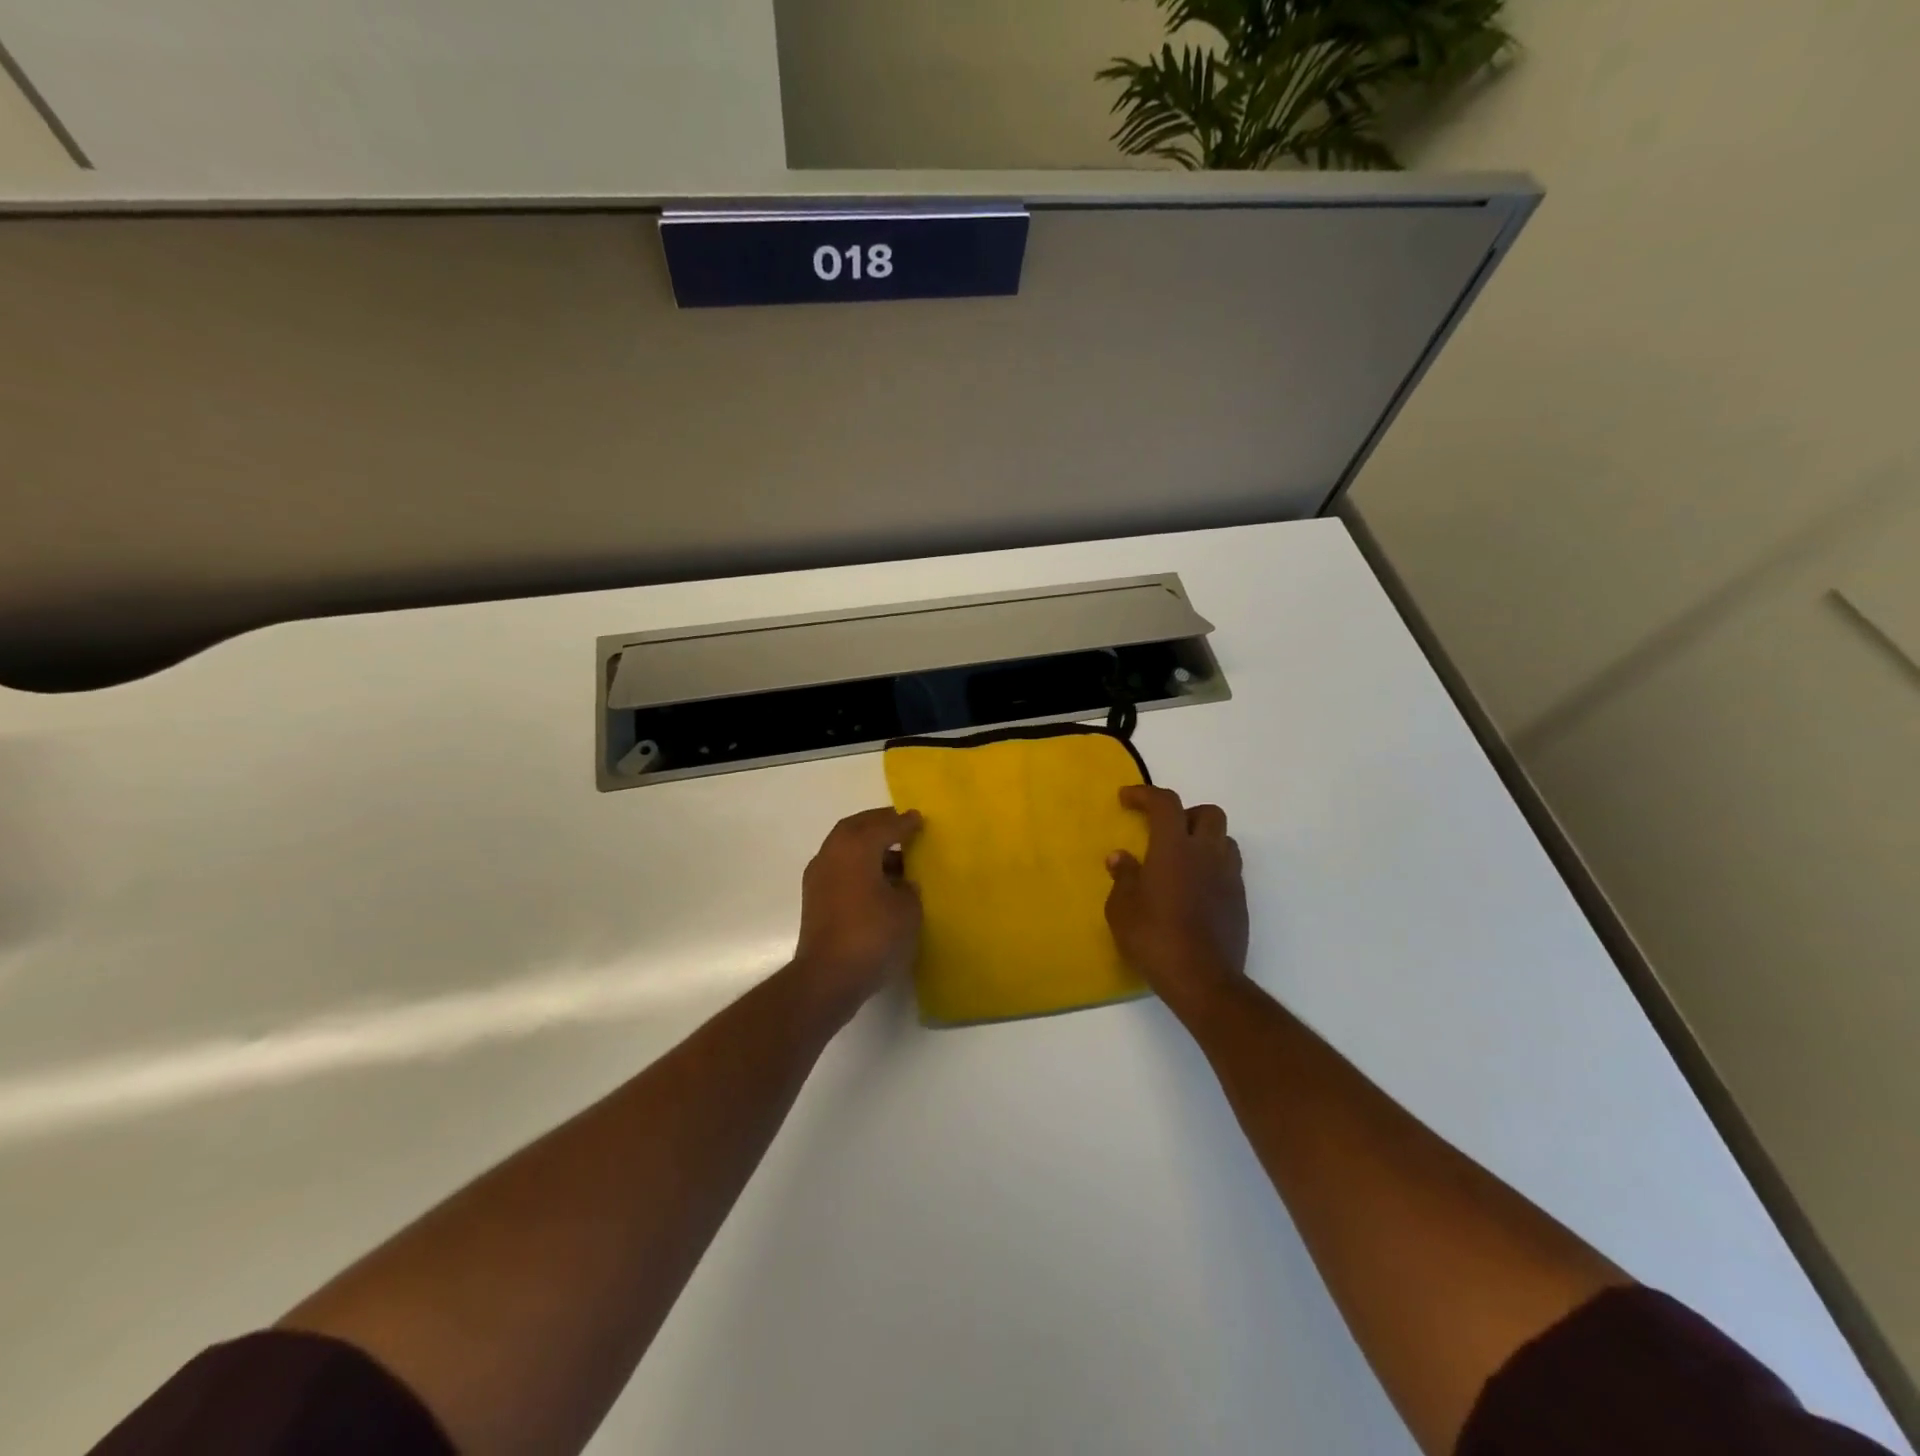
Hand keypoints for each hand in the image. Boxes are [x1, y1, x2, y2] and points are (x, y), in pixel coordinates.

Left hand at [792, 807, 923, 1016]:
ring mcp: (819, 876)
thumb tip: (902, 884)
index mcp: (856, 847)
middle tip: (903, 826)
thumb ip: (908, 888)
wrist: (828, 977)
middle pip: (857, 828)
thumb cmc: (873, 935)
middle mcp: (832, 853)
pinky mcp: (814, 898)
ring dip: (868, 846)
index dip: (905, 823)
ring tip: (896, 857)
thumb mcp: (907, 909)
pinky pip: (840, 868)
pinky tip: (878, 882)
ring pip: (846, 848)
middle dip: (880, 824)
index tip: (919, 819)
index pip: (884, 825)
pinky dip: (859, 865)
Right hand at [1105, 785, 1248, 1020]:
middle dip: (1185, 815)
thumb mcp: (1122, 908)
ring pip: (1224, 840)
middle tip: (1163, 832)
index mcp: (1174, 848)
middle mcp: (1207, 854)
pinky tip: (1193, 890)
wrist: (1202, 980)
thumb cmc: (1154, 938)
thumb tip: (1121, 857)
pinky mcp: (1240, 901)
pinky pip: (1228, 869)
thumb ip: (1123, 877)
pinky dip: (1211, 868)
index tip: (1126, 799)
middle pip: (1208, 813)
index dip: (1145, 794)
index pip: (1165, 803)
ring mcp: (1228, 877)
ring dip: (1203, 840)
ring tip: (1181, 860)